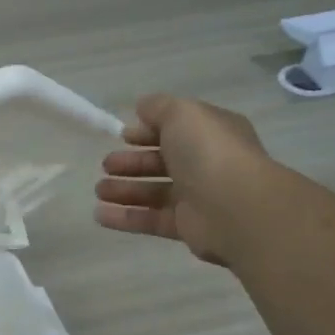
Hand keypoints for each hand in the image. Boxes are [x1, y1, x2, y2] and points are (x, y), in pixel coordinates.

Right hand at [94, 95, 271, 264]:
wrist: (235, 206)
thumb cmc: (209, 152)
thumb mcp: (182, 114)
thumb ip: (159, 108)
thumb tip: (142, 107)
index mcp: (210, 133)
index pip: (176, 129)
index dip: (149, 131)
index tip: (123, 136)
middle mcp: (206, 164)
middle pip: (162, 162)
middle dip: (132, 163)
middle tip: (106, 165)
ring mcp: (197, 197)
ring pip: (154, 192)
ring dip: (124, 190)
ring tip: (99, 190)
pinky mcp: (186, 227)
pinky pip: (150, 220)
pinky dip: (125, 217)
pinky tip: (100, 215)